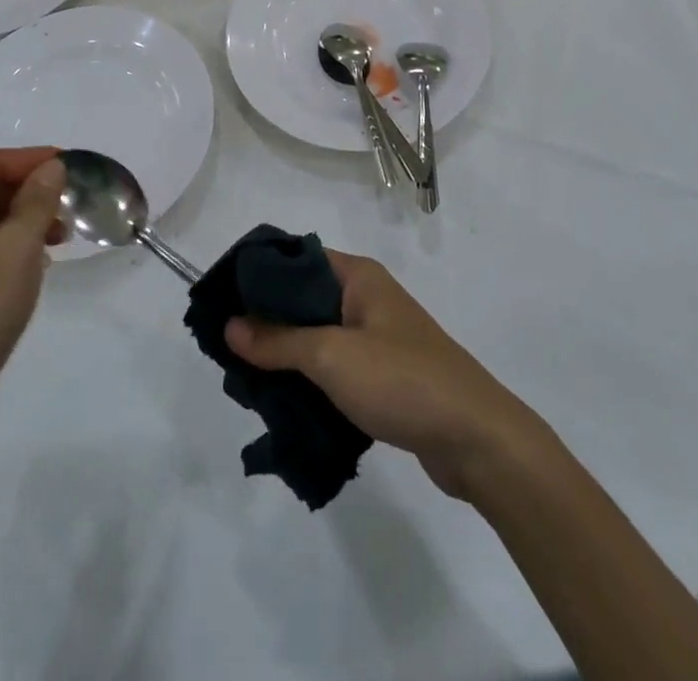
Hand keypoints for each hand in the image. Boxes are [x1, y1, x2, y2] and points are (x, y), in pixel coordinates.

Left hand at [0, 147, 67, 472]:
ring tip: (57, 241)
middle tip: (66, 209)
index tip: (68, 166)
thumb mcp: (17, 252)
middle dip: (28, 193)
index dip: (30, 160)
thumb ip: (37, 202)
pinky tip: (31, 266)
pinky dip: (3, 246)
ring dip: (20, 221)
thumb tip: (52, 167)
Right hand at [225, 250, 536, 499]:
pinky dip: (309, 378)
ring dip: (286, 353)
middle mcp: (367, 298)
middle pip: (304, 298)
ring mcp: (377, 338)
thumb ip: (278, 340)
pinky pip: (335, 366)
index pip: (297, 258)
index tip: (221, 298)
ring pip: (318, 335)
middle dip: (266, 320)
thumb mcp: (331, 356)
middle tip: (226, 345)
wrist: (477, 439)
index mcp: (358, 277)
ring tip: (245, 376)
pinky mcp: (384, 376)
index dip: (259, 274)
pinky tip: (282, 400)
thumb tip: (230, 324)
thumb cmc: (402, 380)